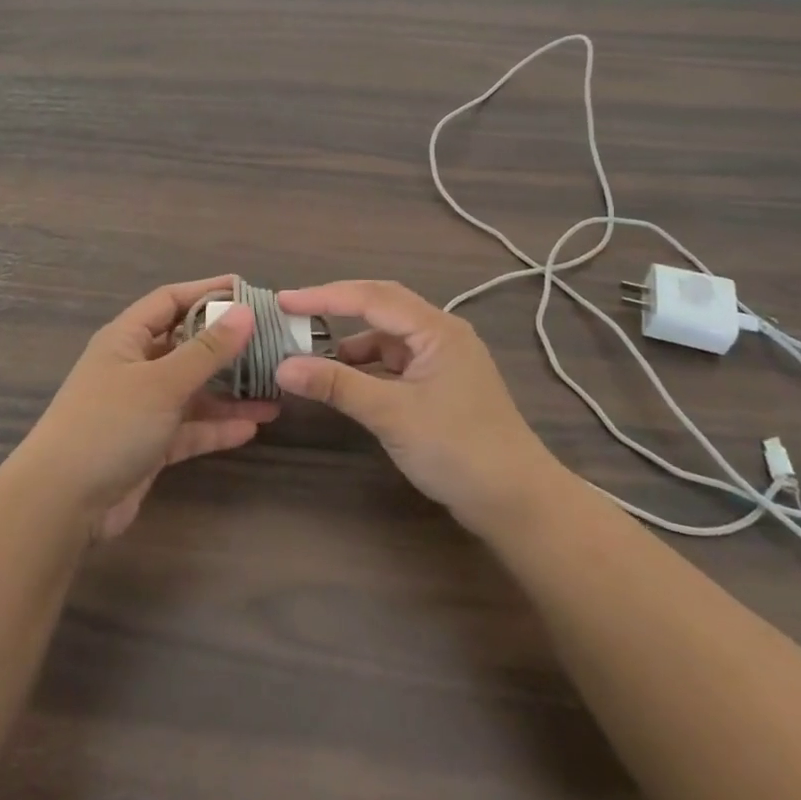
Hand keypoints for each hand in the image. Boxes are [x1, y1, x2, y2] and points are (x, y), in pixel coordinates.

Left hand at [18, 276, 275, 540]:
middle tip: (271, 342)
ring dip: (229, 392)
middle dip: (226, 346)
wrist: (61, 502)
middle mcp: (133, 367)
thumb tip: (246, 312)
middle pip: (186, 345)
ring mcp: (140, 408)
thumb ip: (207, 350)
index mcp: (126, 338)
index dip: (207, 291)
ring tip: (273, 391)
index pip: (170, 300)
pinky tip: (252, 428)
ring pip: (192, 391)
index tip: (249, 291)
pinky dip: (216, 427)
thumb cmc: (109, 425)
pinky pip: (189, 428)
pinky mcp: (148, 446)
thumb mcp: (162, 382)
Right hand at [275, 280, 555, 535]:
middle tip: (294, 313)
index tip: (283, 301)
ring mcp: (443, 360)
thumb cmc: (458, 449)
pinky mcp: (441, 386)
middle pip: (381, 306)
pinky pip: (396, 363)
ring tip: (313, 354)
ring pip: (387, 337)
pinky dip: (367, 367)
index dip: (324, 296)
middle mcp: (441, 334)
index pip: (371, 297)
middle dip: (337, 308)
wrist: (518, 503)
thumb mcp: (392, 414)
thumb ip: (337, 385)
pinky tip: (347, 382)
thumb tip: (282, 366)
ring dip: (351, 342)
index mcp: (436, 329)